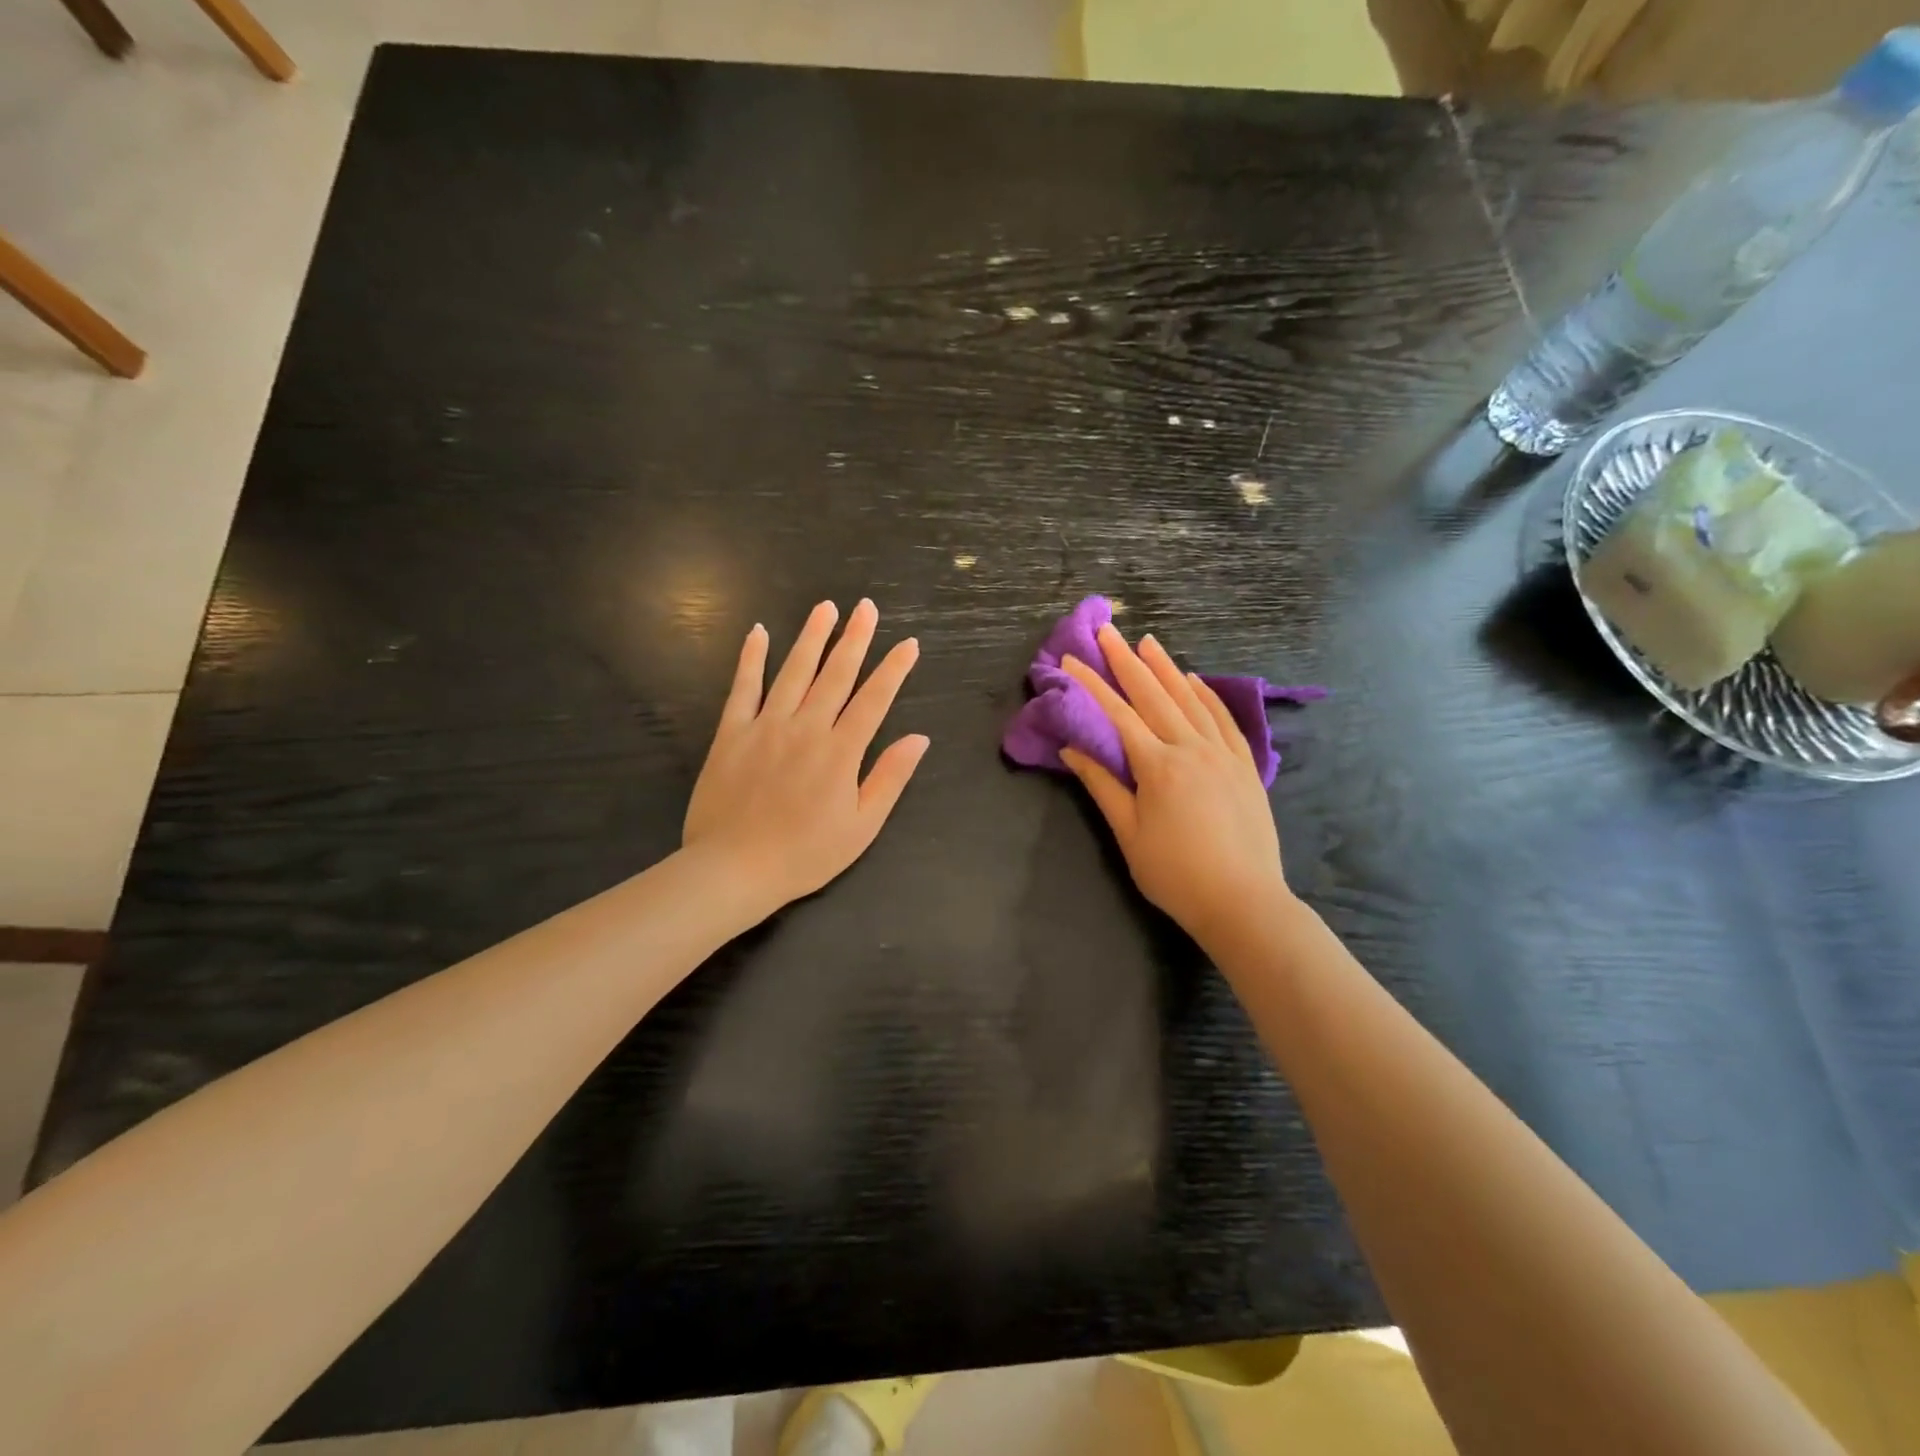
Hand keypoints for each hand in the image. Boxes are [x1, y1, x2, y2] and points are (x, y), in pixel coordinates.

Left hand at [684, 599, 928, 914]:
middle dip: (854, 638)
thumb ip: (890, 778)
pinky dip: (751, 659)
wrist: (734, 869)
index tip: (908, 643)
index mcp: (840, 752)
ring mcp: (765, 726)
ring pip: (793, 672)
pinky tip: (758, 633)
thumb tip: (918, 738)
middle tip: (866, 607)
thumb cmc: (805, 854)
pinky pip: (742, 688)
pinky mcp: (731, 733)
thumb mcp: (862, 827)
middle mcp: (805, 728)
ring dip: (811, 638)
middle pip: (835, 675)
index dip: (893, 670)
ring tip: (825, 607)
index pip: (873, 700)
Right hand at [1060, 625, 1291, 945]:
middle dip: (1127, 661)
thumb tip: (1072, 749)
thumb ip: (1102, 785)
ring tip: (1148, 642)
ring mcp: (1223, 753)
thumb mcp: (1129, 834)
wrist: (1243, 901)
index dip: (1091, 684)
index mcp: (1158, 765)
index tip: (1071, 659)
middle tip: (1108, 631)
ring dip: (1167, 668)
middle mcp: (1191, 748)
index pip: (1118, 714)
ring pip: (1190, 699)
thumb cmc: (1175, 873)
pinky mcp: (1245, 765)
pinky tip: (1195, 680)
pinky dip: (1207, 695)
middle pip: (1154, 695)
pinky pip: (1224, 719)